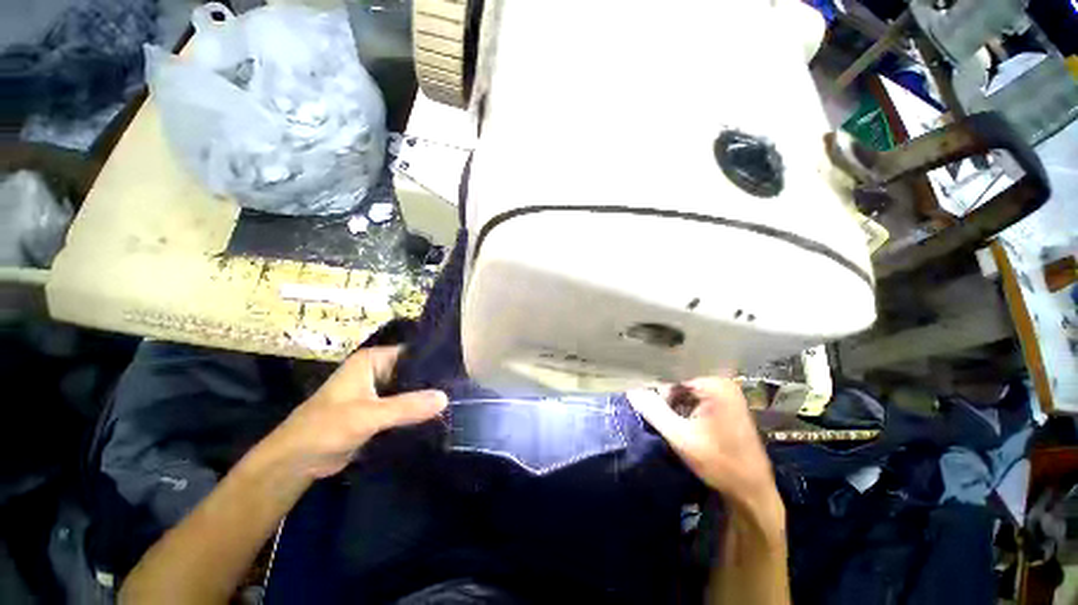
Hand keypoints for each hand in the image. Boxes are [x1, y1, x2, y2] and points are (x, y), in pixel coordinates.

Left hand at [267, 346, 447, 478]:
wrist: (295, 463)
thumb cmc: (325, 428)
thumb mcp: (367, 415)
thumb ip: (406, 407)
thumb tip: (445, 398)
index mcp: (372, 361)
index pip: (412, 353)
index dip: (435, 360)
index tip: (460, 369)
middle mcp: (378, 371)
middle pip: (414, 372)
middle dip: (434, 381)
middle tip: (463, 387)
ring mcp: (379, 392)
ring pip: (411, 391)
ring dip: (427, 398)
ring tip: (458, 400)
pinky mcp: (379, 411)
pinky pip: (405, 407)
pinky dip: (418, 411)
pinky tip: (439, 415)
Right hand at [628, 379, 780, 518]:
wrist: (752, 491)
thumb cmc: (719, 463)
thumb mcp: (680, 437)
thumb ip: (654, 411)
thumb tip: (631, 391)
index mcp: (715, 385)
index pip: (672, 379)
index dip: (656, 392)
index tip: (645, 407)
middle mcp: (722, 383)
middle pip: (679, 384)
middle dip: (665, 400)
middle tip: (657, 418)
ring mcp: (727, 394)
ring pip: (686, 393)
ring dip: (674, 406)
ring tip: (669, 423)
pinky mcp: (727, 406)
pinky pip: (696, 400)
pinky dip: (685, 410)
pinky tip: (682, 425)